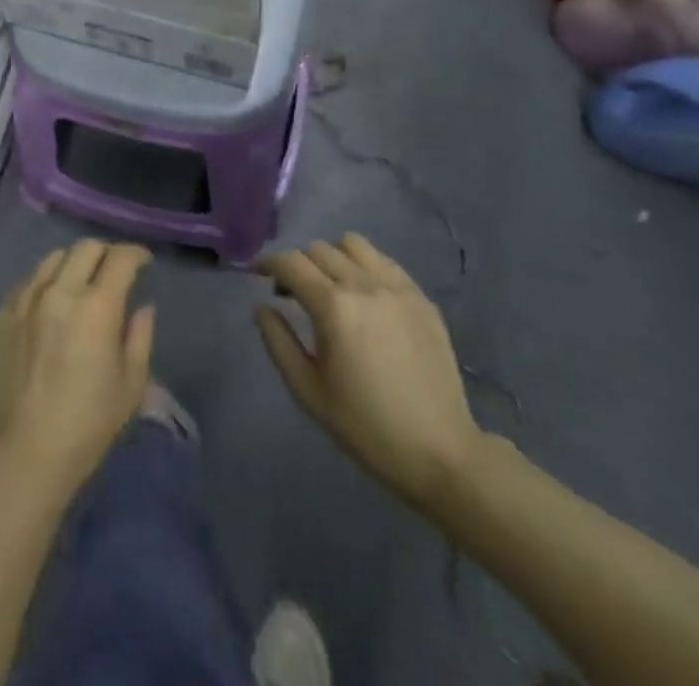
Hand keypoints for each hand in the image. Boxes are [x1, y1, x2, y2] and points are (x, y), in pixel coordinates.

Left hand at [0, 240, 154, 504]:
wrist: (25, 451)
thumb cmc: (87, 425)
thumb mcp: (130, 386)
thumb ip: (139, 337)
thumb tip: (142, 307)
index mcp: (97, 307)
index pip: (120, 259)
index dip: (136, 254)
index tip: (144, 262)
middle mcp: (60, 291)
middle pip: (86, 248)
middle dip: (107, 253)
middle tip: (115, 272)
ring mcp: (27, 298)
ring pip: (55, 258)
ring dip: (75, 263)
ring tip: (81, 283)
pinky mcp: (5, 312)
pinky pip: (30, 280)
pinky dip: (47, 281)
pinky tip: (51, 302)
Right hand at [256, 234, 482, 514]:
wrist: (441, 452)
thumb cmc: (365, 426)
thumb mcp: (308, 391)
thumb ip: (277, 341)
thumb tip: (261, 306)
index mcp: (334, 307)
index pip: (290, 263)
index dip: (267, 263)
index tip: (257, 274)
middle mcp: (364, 285)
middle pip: (318, 250)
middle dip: (297, 264)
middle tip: (292, 293)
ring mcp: (397, 288)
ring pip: (352, 244)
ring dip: (332, 257)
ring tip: (330, 286)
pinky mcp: (421, 298)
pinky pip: (383, 261)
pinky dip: (364, 265)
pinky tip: (363, 295)